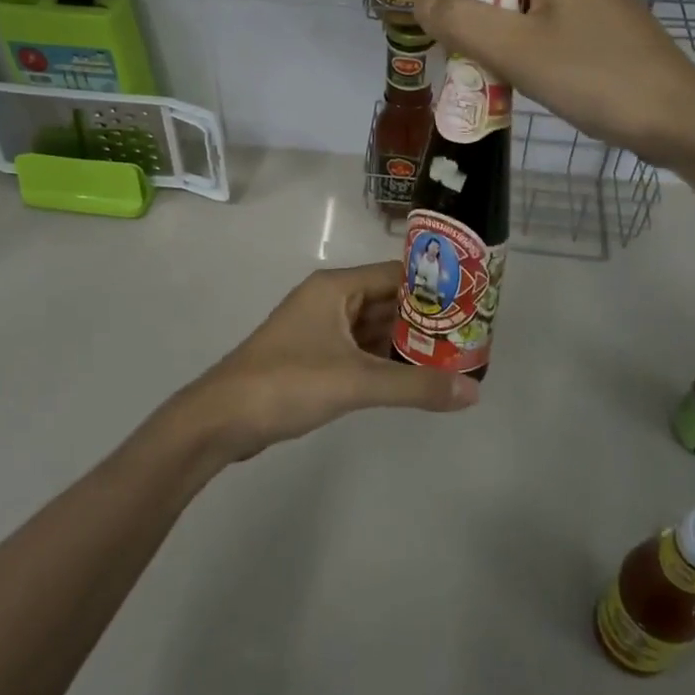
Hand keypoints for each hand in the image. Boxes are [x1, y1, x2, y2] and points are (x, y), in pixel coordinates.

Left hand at [172, 262, 480, 463]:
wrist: (222, 419)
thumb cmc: (288, 383)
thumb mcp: (357, 382)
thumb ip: (415, 386)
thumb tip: (473, 392)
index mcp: (335, 288)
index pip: (395, 275)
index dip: (433, 287)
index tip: (470, 304)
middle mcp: (328, 300)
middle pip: (386, 302)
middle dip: (424, 320)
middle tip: (468, 337)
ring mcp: (318, 330)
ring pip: (372, 329)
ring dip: (405, 343)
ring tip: (451, 358)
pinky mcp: (313, 358)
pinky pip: (358, 351)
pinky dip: (383, 361)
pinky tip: (412, 378)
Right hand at [413, 0, 694, 166]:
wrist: (678, 121)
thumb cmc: (592, 80)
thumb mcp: (515, 51)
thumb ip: (460, 22)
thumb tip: (418, 3)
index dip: (458, 6)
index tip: (463, 52)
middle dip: (483, 30)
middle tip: (487, 73)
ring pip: (527, 13)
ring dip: (508, 46)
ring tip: (515, 83)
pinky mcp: (612, 27)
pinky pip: (555, 29)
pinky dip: (537, 53)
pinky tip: (547, 83)